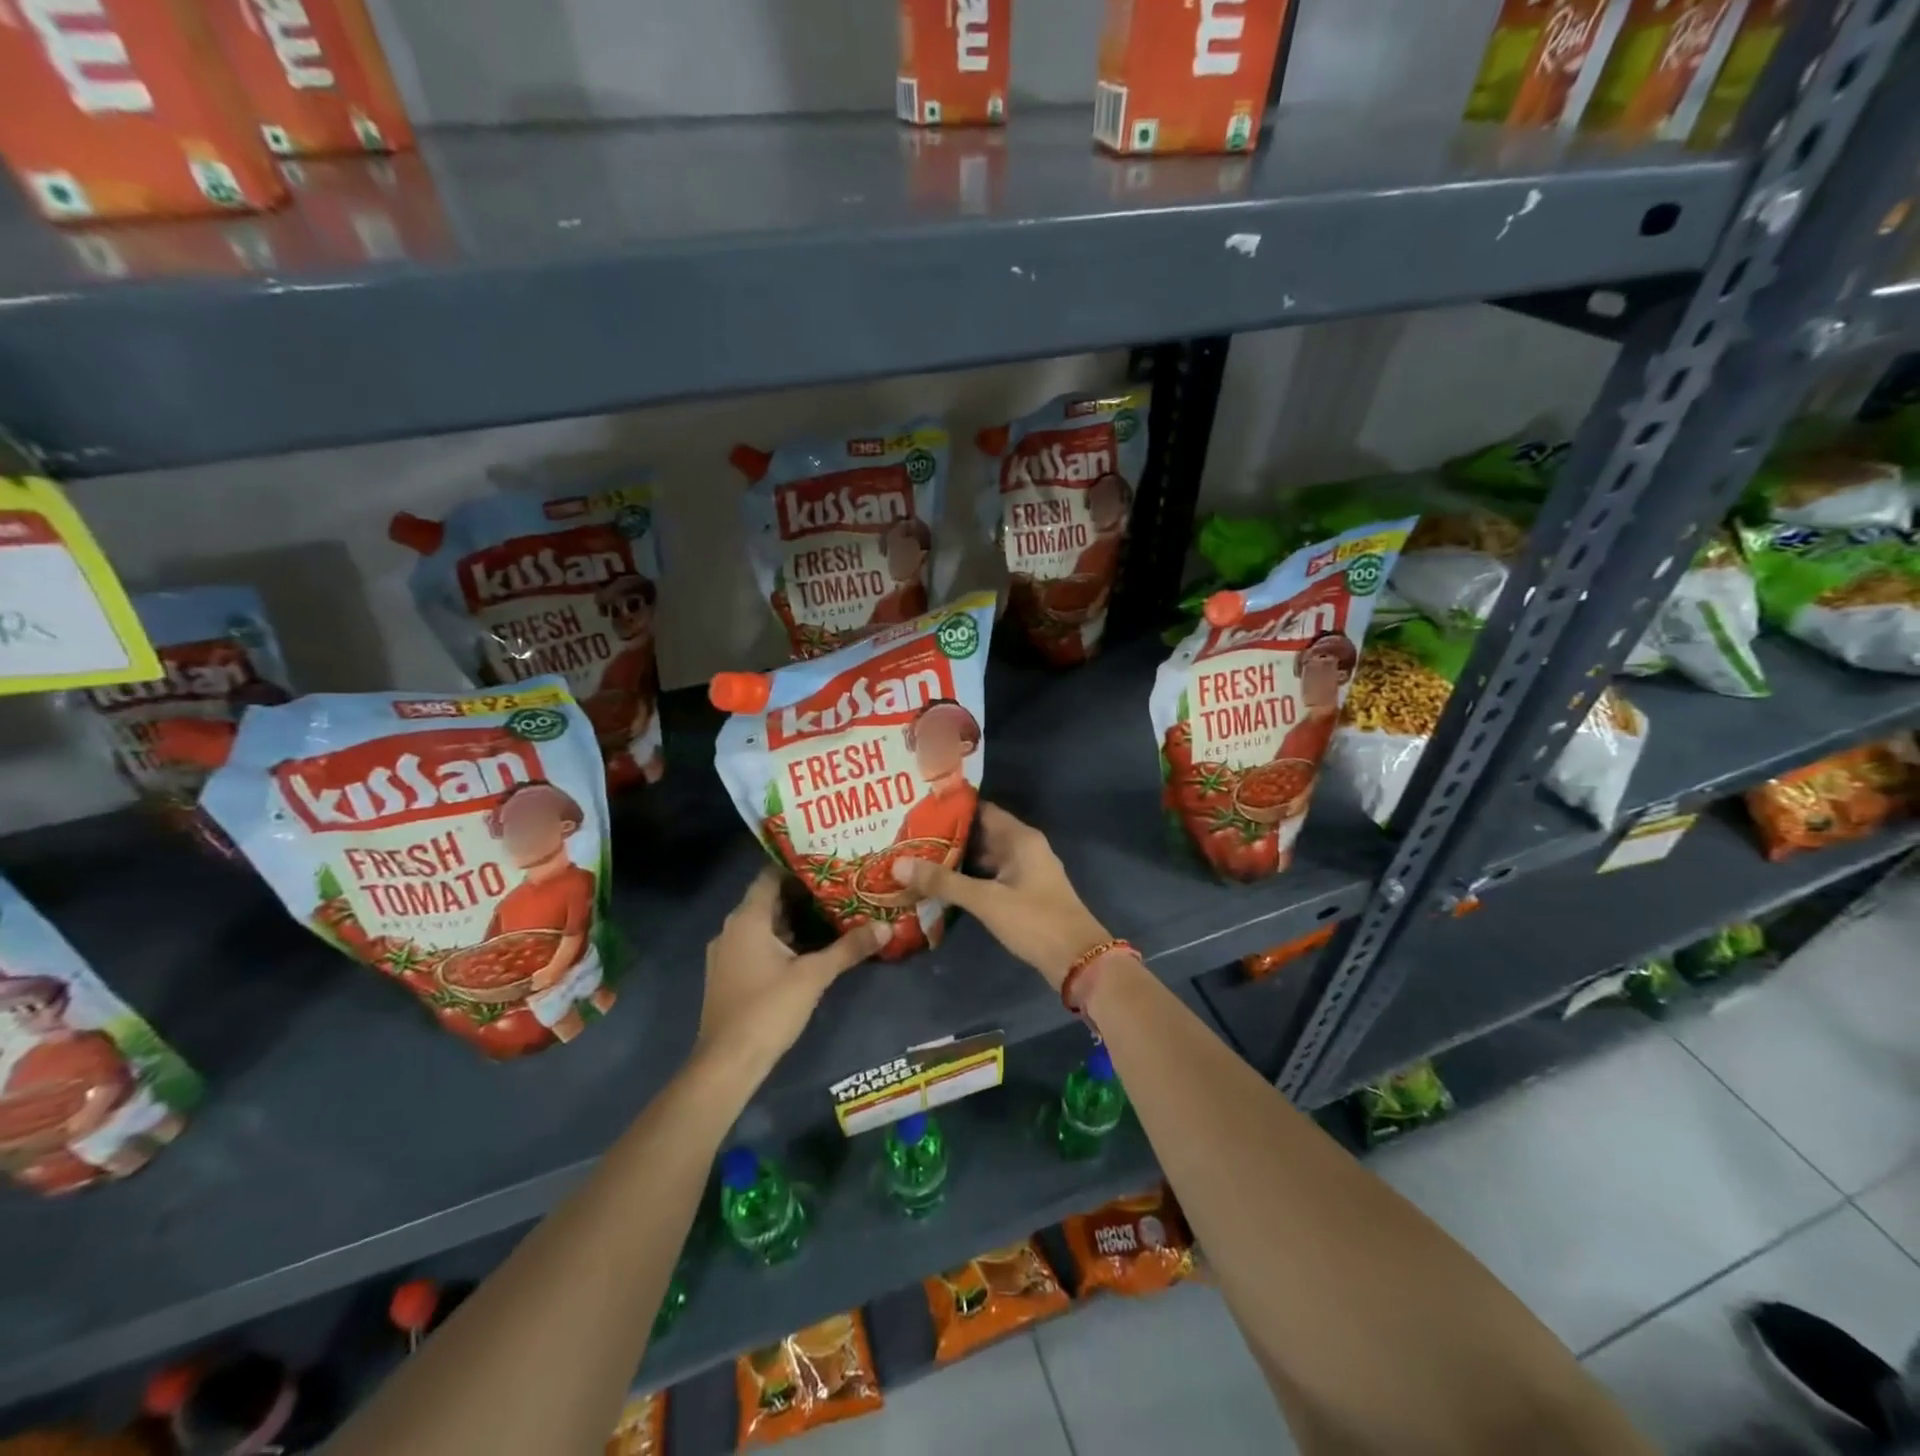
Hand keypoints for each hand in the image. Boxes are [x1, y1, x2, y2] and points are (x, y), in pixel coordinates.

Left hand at [698, 869, 886, 1076]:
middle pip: (768, 900)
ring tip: (831, 912)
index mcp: (747, 919)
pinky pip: (757, 944)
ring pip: (763, 924)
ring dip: (793, 919)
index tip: (828, 860)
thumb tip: (886, 927)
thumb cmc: (768, 1009)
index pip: (770, 876)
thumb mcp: (814, 976)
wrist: (727, 1064)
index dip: (798, 866)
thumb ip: (849, 948)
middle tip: (839, 886)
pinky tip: (809, 947)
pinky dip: (781, 940)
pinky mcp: (729, 975)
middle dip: (802, 894)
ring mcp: (727, 954)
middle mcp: (731, 929)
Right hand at [892, 801, 1108, 988]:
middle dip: (948, 835)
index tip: (918, 809)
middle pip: (981, 833)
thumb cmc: (1035, 921)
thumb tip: (899, 864)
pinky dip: (969, 877)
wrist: (1078, 960)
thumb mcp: (986, 900)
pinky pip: (991, 876)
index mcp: (1020, 838)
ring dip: (957, 858)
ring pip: (985, 857)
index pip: (981, 810)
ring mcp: (1025, 871)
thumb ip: (943, 882)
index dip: (951, 809)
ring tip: (918, 857)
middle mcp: (1024, 847)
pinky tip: (943, 884)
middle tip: (909, 836)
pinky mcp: (1023, 893)